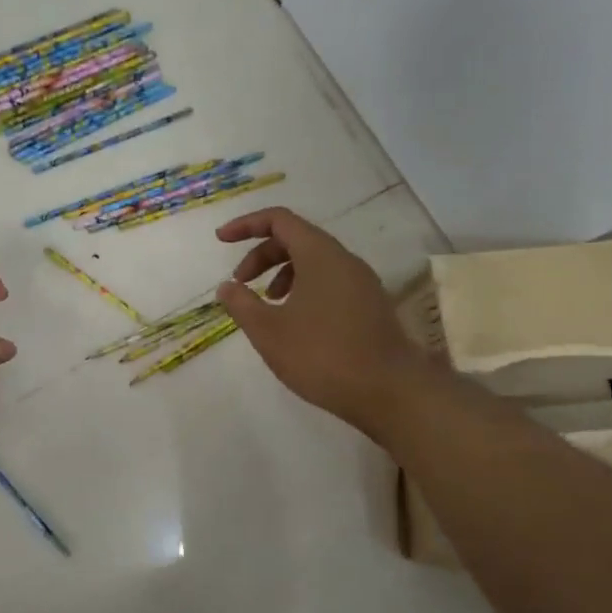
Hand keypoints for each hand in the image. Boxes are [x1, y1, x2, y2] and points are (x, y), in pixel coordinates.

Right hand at [215, 208, 418, 438]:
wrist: (390, 392)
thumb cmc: (322, 356)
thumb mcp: (268, 331)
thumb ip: (242, 304)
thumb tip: (227, 287)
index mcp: (320, 255)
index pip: (279, 220)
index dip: (246, 225)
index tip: (221, 240)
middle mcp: (344, 260)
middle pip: (296, 239)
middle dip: (261, 255)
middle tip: (240, 285)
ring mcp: (362, 283)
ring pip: (314, 262)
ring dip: (282, 274)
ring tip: (267, 307)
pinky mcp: (369, 306)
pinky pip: (329, 282)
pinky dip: (303, 290)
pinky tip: (294, 324)